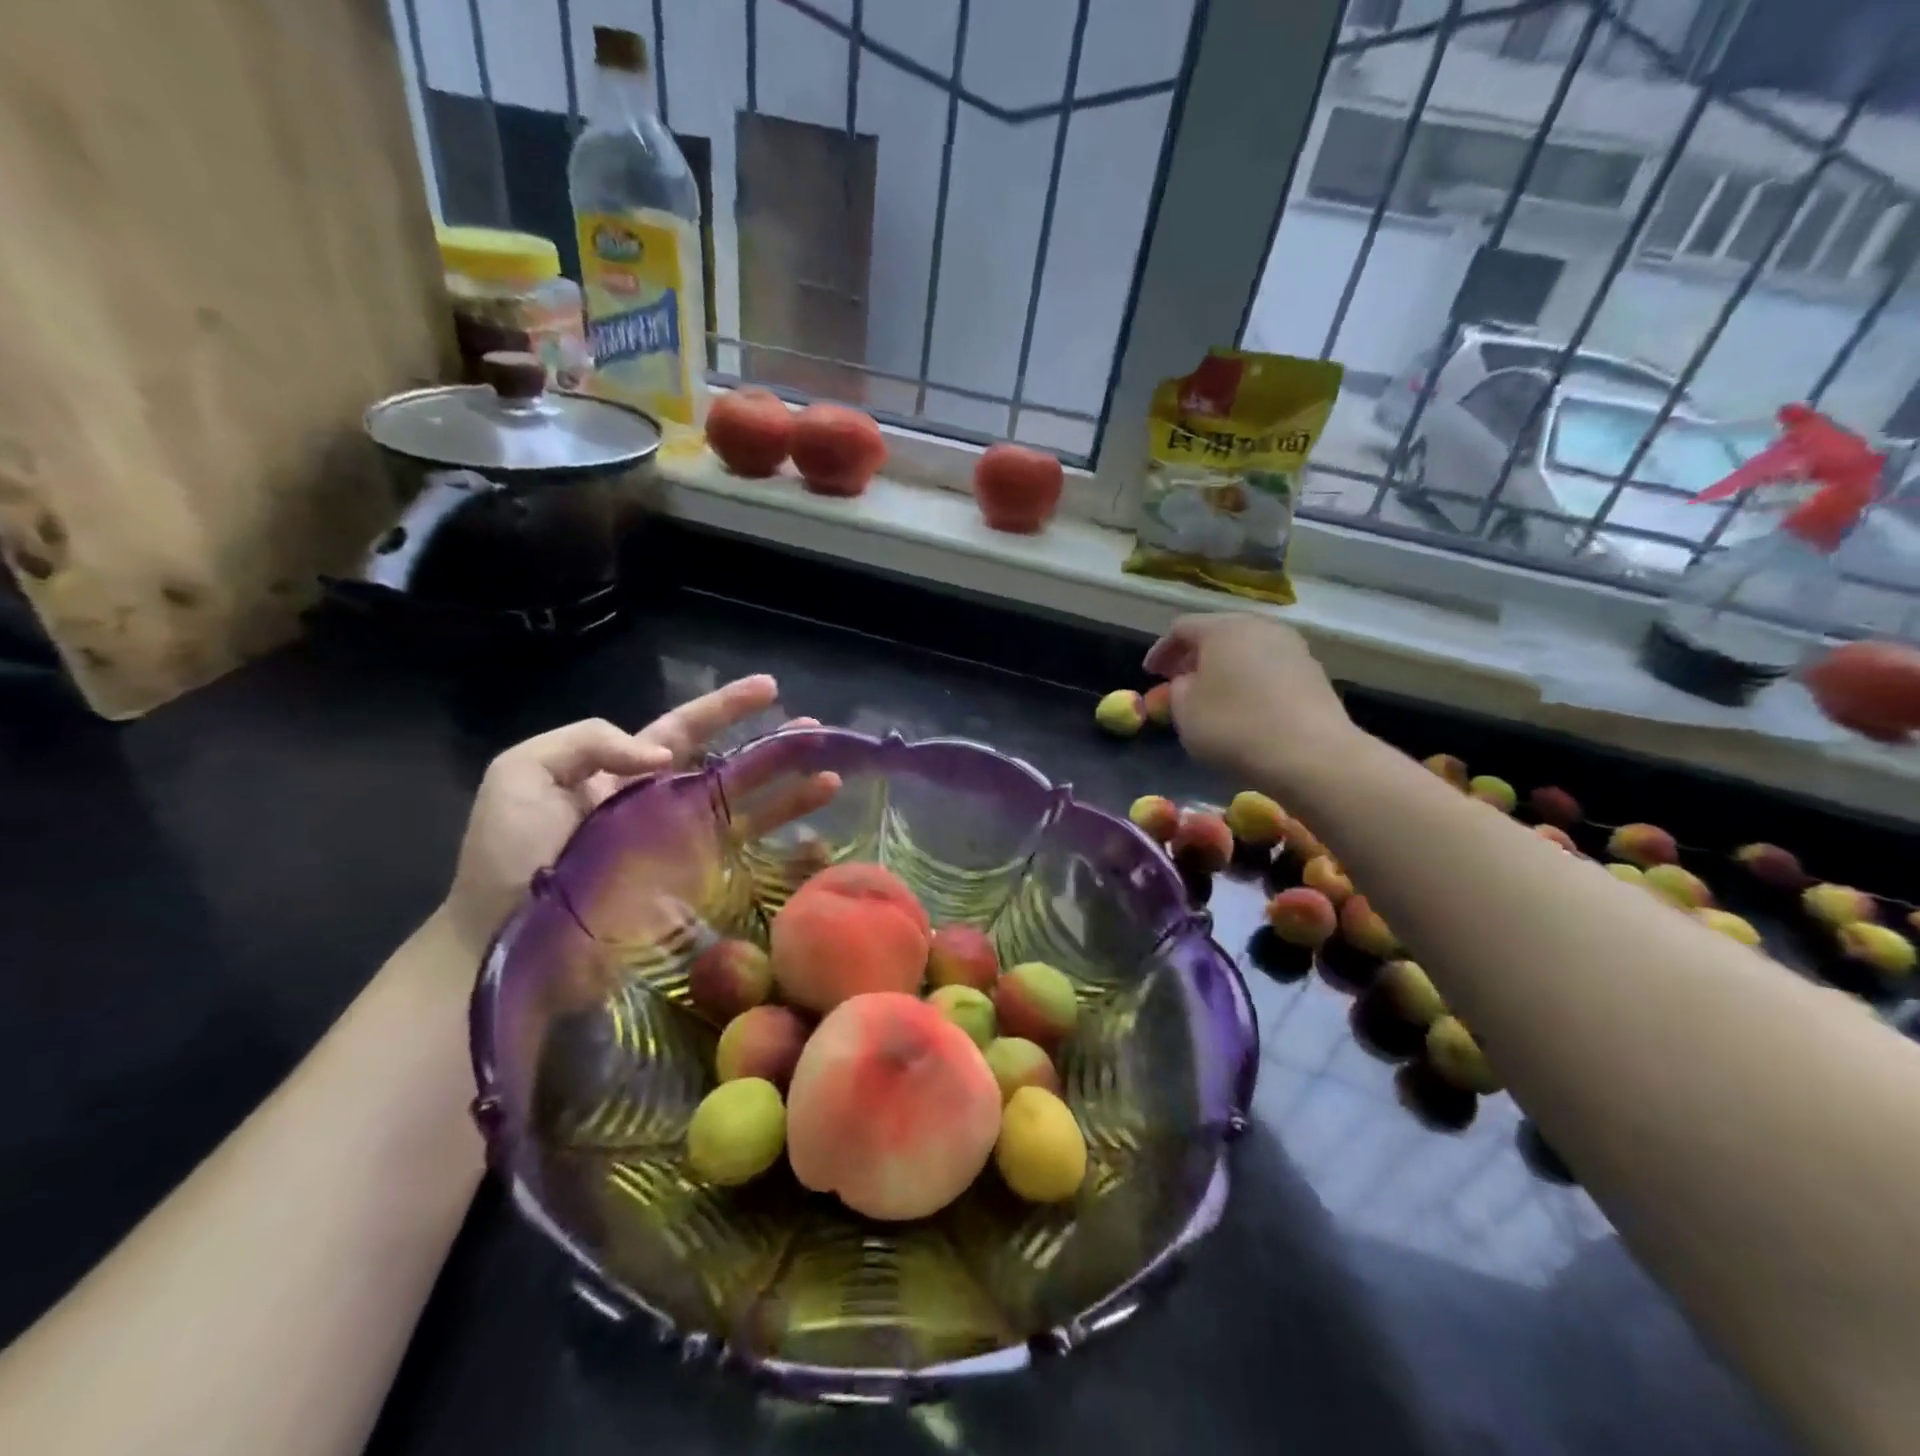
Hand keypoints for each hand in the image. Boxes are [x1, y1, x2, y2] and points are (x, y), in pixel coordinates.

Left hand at [443, 675, 831, 949]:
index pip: (685, 729)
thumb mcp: (522, 774)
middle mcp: (664, 805)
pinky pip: (747, 867)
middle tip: (818, 732)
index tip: (770, 687)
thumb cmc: (508, 857)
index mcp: (625, 772)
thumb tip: (666, 758)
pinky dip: (787, 858)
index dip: (726, 707)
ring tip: (830, 778)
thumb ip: (590, 742)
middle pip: (732, 768)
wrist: (501, 944)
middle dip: (775, 748)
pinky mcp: (694, 892)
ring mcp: (683, 850)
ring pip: (750, 813)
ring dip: (792, 796)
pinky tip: (818, 847)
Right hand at [1143, 614, 1352, 783]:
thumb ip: (1177, 689)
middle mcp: (1259, 626)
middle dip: (1194, 656)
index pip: (1181, 628)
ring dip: (1224, 668)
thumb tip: (1189, 681)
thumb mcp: (1185, 711)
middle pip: (1218, 633)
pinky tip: (1244, 705)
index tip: (1150, 674)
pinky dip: (1249, 680)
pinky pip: (1268, 668)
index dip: (1161, 650)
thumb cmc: (1235, 727)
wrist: (1311, 755)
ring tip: (1211, 694)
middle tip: (1178, 680)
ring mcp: (1292, 647)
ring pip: (1246, 649)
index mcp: (1222, 628)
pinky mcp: (1312, 672)